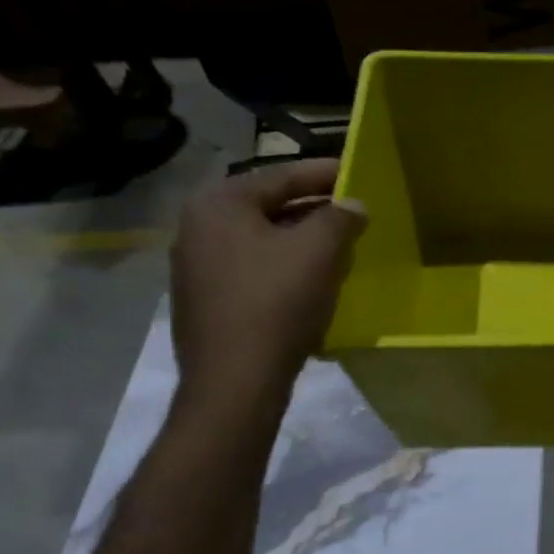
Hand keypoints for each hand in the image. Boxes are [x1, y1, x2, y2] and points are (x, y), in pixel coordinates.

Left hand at [169, 160, 366, 411]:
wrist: (235, 380)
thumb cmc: (276, 303)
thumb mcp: (318, 252)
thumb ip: (339, 218)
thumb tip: (353, 205)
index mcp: (219, 204)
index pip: (281, 176)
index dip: (325, 174)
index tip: (357, 172)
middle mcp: (197, 227)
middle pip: (268, 207)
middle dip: (313, 209)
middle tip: (351, 212)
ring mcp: (195, 267)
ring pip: (260, 241)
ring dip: (299, 241)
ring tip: (338, 247)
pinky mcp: (204, 301)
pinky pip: (252, 270)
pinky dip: (282, 268)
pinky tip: (309, 282)